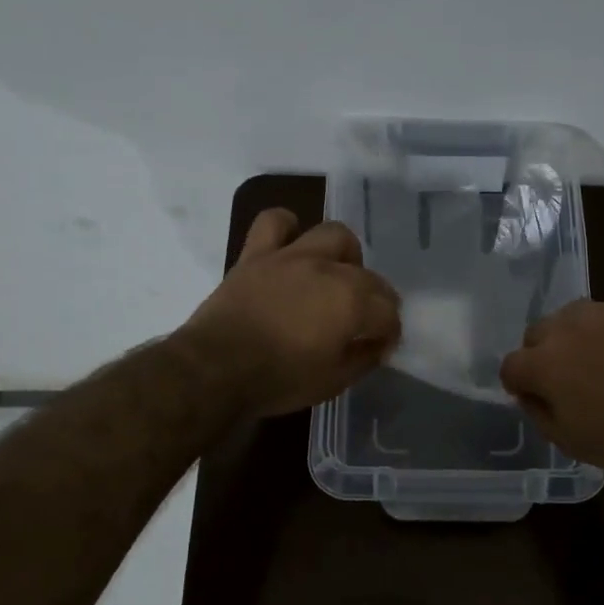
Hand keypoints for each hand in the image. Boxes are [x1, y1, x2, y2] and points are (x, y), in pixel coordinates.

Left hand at [180, 208, 401, 417]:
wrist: (215, 370)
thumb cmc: (279, 380)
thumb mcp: (333, 382)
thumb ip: (363, 358)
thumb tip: (376, 345)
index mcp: (352, 303)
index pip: (388, 312)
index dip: (389, 332)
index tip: (379, 347)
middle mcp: (329, 270)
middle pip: (368, 275)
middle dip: (374, 299)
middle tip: (360, 320)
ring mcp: (292, 256)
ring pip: (333, 235)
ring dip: (342, 255)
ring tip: (334, 275)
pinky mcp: (257, 254)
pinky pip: (274, 222)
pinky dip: (287, 228)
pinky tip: (290, 247)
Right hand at [499, 299, 603, 479]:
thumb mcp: (568, 441)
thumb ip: (537, 411)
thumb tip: (530, 392)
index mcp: (544, 363)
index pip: (511, 365)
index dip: (519, 384)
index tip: (535, 396)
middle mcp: (567, 327)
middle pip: (538, 332)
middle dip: (544, 354)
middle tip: (568, 379)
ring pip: (573, 317)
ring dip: (575, 336)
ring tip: (599, 360)